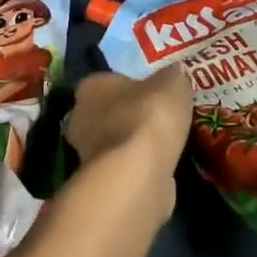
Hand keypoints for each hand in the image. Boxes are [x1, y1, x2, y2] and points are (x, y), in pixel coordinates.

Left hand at [66, 65, 190, 223]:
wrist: (138, 174)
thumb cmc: (149, 116)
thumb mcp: (173, 83)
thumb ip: (172, 77)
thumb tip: (175, 72)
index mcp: (91, 87)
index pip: (107, 82)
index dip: (129, 87)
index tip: (151, 93)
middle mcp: (81, 118)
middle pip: (106, 113)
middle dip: (127, 117)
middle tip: (158, 119)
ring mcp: (87, 155)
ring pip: (113, 143)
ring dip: (132, 145)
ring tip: (163, 145)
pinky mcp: (100, 184)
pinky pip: (122, 168)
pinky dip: (138, 168)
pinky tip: (159, 168)